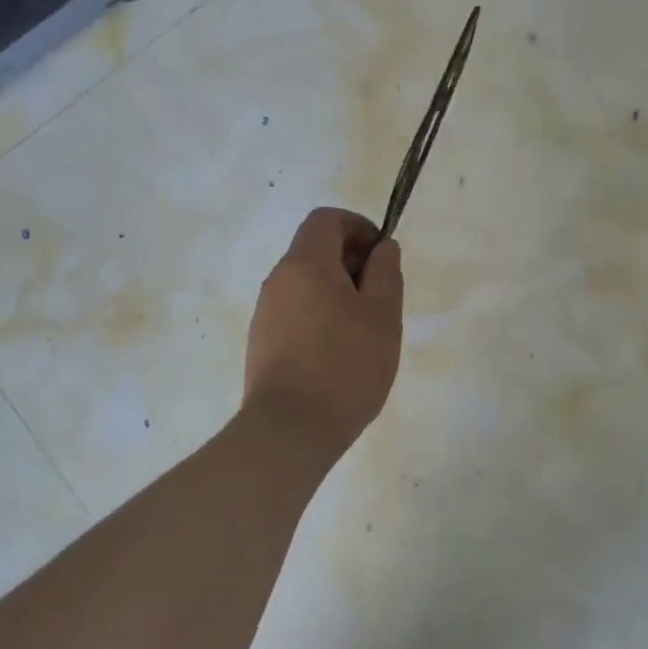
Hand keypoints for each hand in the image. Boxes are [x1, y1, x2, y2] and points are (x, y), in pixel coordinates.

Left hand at [244, 207, 403, 459]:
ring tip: (363, 331)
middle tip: (381, 298)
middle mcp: (278, 280)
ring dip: (337, 292)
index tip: (382, 256)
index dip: (358, 227)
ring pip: (306, 284)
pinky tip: (338, 353)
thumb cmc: (345, 365)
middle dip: (351, 262)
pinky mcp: (261, 342)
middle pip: (314, 250)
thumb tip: (382, 248)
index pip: (326, 219)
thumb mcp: (383, 315)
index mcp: (305, 264)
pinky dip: (320, 316)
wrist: (290, 429)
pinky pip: (295, 312)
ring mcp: (265, 313)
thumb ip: (386, 272)